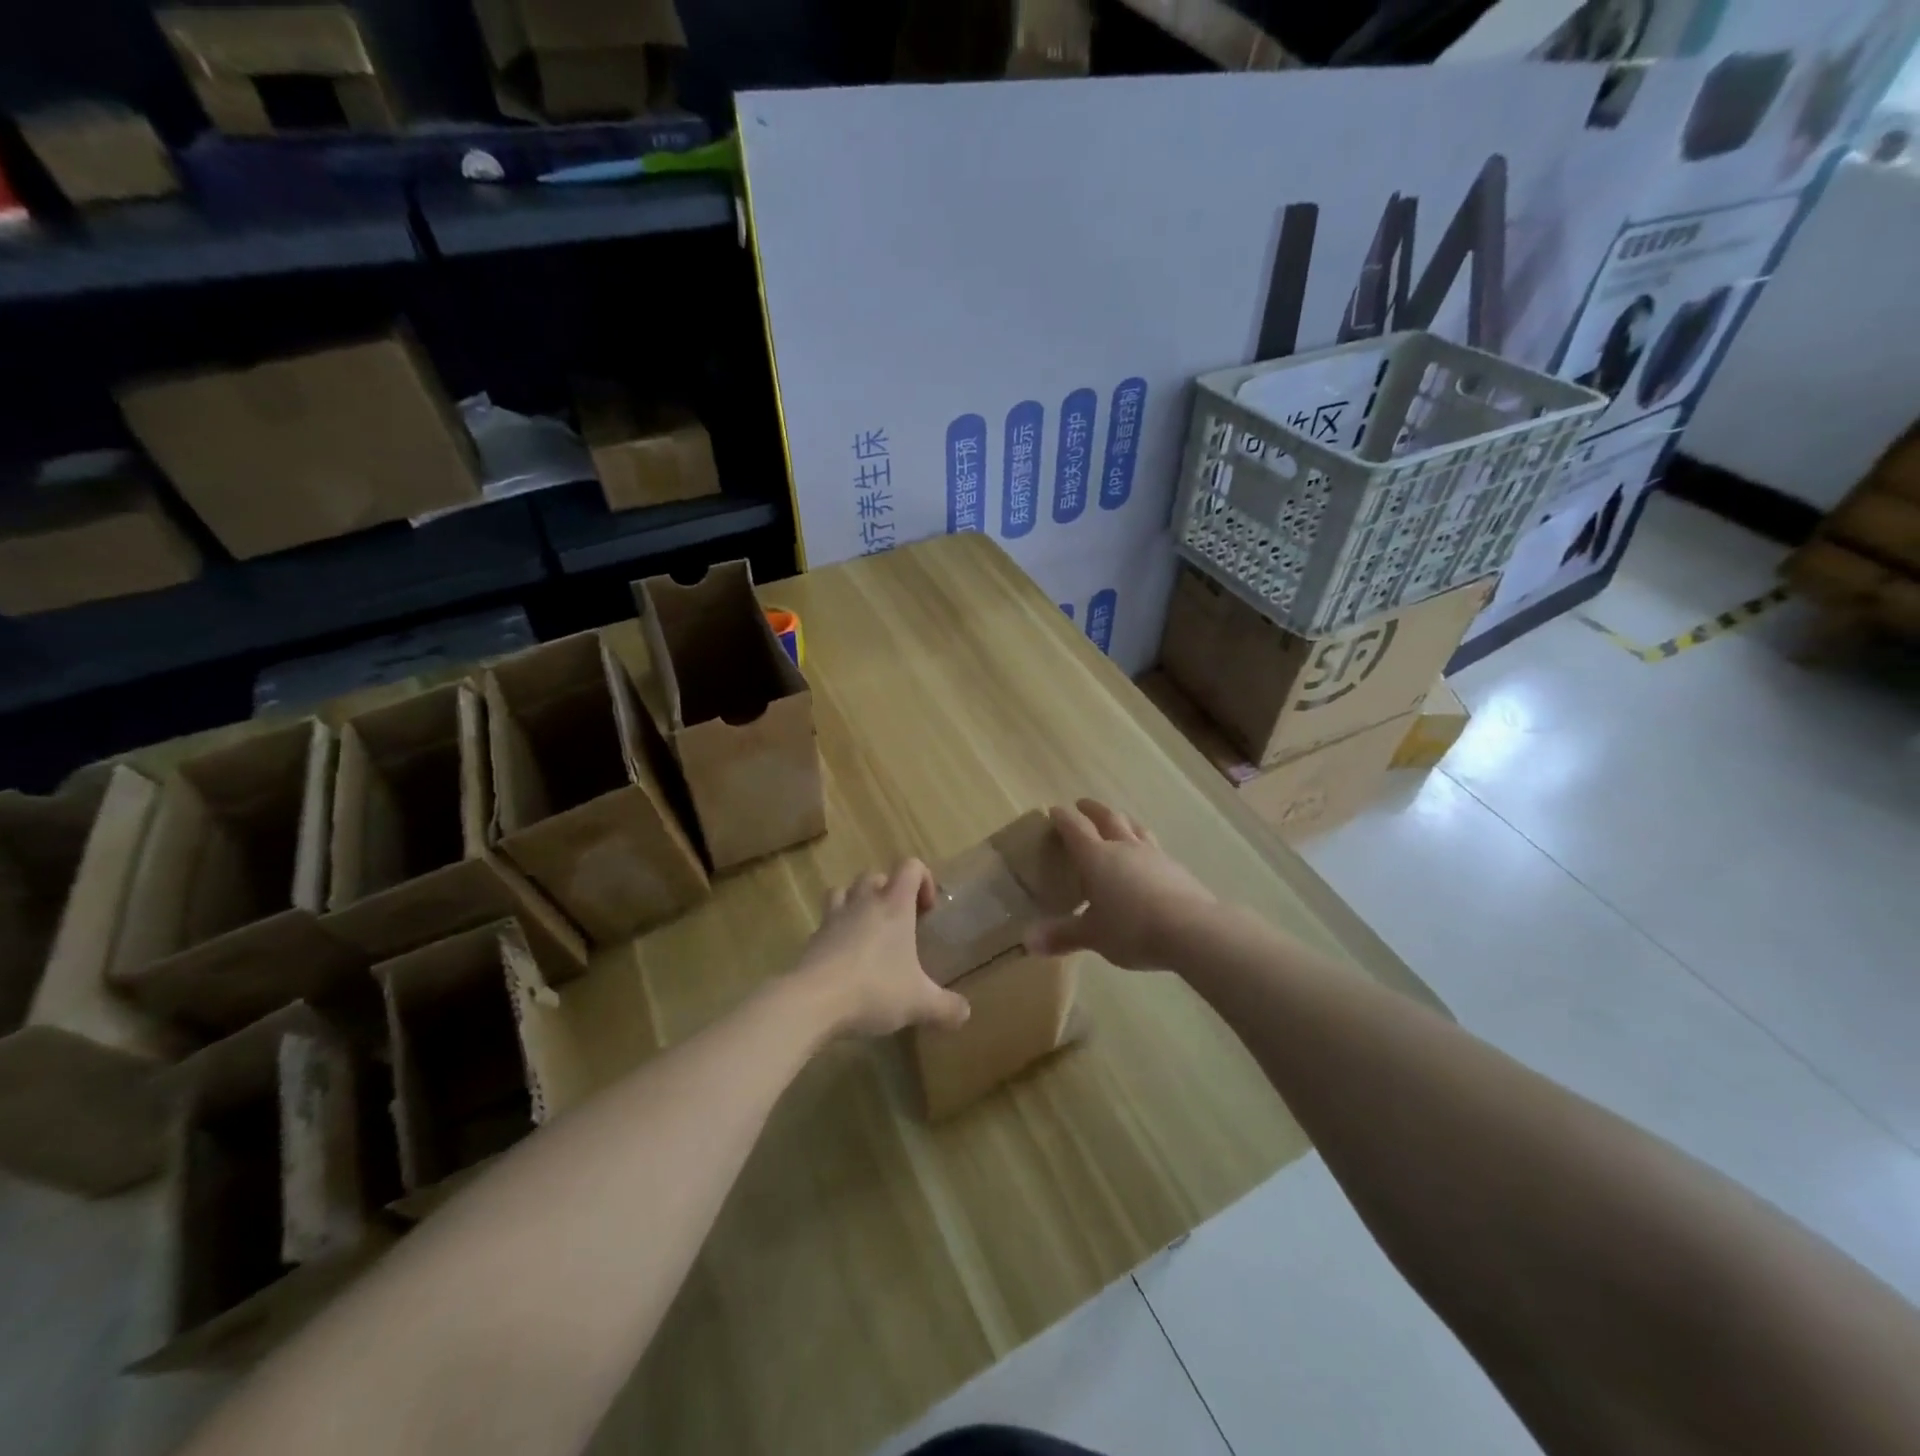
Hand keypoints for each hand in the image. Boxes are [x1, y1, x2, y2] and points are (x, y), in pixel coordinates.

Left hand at [792, 862, 971, 1037]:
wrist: (813, 1000)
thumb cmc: (875, 990)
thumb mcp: (919, 1003)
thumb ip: (946, 1007)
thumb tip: (966, 1012)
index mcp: (895, 905)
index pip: (911, 866)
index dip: (923, 879)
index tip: (926, 910)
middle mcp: (864, 901)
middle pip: (875, 875)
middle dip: (889, 891)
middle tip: (899, 923)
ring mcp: (834, 916)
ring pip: (845, 890)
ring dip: (857, 902)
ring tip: (867, 931)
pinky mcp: (813, 937)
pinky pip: (826, 920)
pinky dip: (836, 930)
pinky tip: (844, 958)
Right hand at [1024, 800, 1215, 970]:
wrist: (1191, 929)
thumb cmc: (1131, 928)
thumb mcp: (1093, 936)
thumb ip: (1063, 936)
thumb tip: (1028, 942)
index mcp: (1096, 857)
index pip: (1075, 828)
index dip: (1063, 818)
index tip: (1054, 811)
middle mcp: (1123, 847)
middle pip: (1107, 817)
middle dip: (1092, 809)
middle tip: (1083, 805)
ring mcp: (1153, 854)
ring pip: (1134, 827)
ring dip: (1122, 820)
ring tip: (1117, 820)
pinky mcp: (1175, 867)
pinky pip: (1154, 846)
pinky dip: (1144, 844)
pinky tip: (1147, 857)